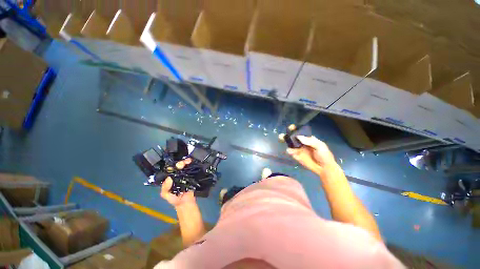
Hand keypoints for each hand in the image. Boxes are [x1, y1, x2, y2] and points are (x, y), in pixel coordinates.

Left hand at [160, 158, 196, 208]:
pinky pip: (192, 169)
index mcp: (171, 178)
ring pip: (186, 166)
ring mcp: (186, 175)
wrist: (186, 203)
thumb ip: (165, 188)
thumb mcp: (165, 194)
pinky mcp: (192, 176)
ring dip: (187, 162)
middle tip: (183, 164)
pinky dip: (193, 165)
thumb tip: (169, 178)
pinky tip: (193, 163)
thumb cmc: (174, 199)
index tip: (176, 165)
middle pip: (179, 166)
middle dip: (181, 163)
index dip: (173, 165)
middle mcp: (178, 174)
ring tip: (188, 161)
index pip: (171, 169)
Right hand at [280, 125, 336, 175]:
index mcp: (308, 138)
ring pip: (289, 143)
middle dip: (287, 134)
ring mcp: (298, 149)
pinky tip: (290, 151)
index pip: (300, 132)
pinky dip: (289, 150)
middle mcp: (301, 142)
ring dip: (285, 141)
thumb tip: (298, 136)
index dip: (295, 129)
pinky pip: (290, 152)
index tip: (291, 127)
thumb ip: (310, 141)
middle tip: (283, 135)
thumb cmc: (324, 155)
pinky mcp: (296, 155)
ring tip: (282, 140)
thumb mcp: (320, 146)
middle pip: (292, 137)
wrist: (324, 168)